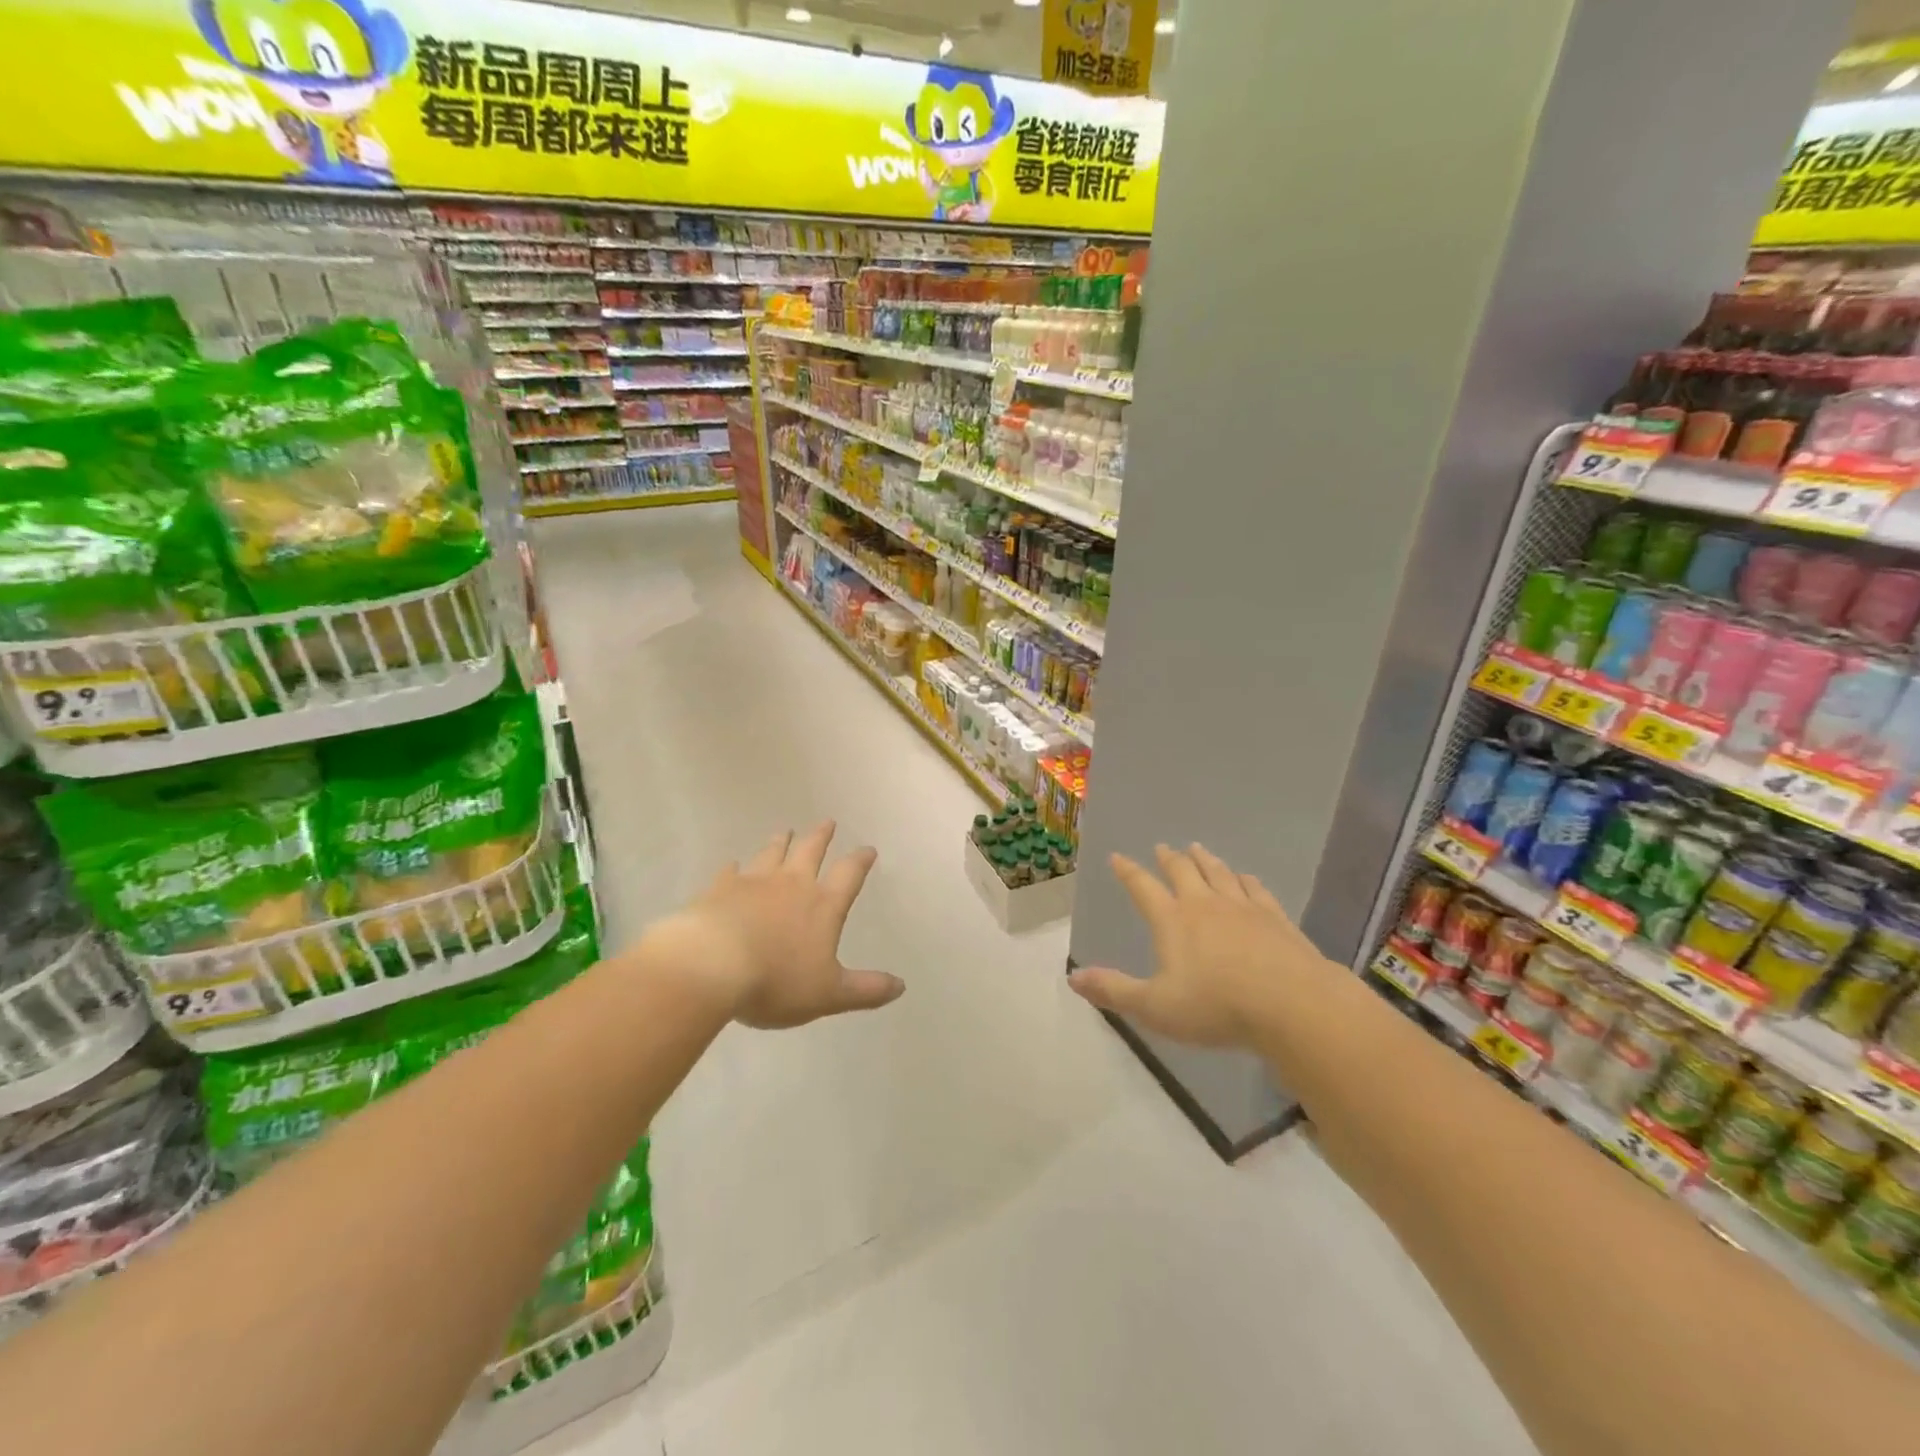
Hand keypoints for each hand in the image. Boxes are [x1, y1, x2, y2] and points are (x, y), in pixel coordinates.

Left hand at [645, 821, 902, 1028]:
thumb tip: (901, 986)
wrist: (712, 966)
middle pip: (810, 852)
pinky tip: (733, 865)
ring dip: (781, 842)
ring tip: (786, 831)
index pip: (849, 875)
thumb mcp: (829, 994)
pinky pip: (730, 872)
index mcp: (823, 906)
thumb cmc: (776, 981)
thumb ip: (866, 990)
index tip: (868, 849)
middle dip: (822, 837)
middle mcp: (792, 885)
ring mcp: (754, 883)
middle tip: (828, 822)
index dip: (860, 861)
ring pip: (772, 854)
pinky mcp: (720, 889)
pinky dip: (735, 868)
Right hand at [1068, 844, 1336, 1048]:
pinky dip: (1244, 879)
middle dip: (1169, 859)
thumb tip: (1073, 977)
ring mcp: (1244, 907)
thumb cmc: (1217, 1007)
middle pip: (1183, 871)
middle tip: (1163, 847)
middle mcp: (1205, 904)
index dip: (1129, 872)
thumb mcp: (1155, 1007)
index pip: (1143, 887)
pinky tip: (1245, 877)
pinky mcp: (1276, 918)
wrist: (1293, 1005)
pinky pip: (1255, 889)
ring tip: (1197, 848)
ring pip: (1219, 873)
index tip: (1118, 857)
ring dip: (1205, 860)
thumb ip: (1114, 991)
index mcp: (1173, 920)